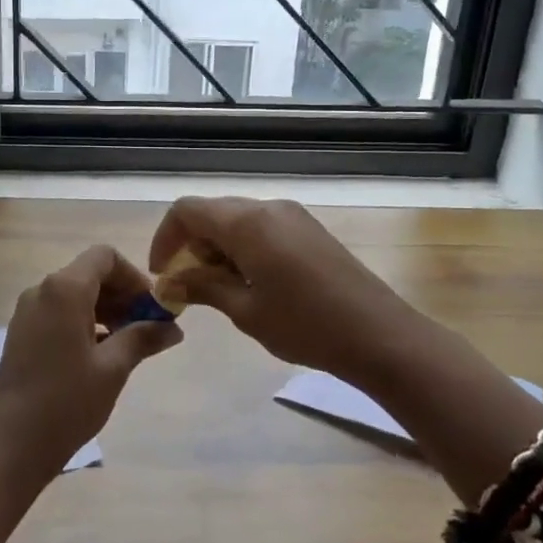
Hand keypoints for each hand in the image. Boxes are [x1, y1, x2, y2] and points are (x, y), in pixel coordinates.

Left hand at [0, 244, 183, 474]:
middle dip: (122, 295)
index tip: (153, 308)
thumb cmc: (66, 402)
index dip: (134, 276)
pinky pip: (59, 312)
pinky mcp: (21, 333)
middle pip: (90, 274)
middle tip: (147, 329)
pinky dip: (84, 321)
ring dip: (105, 310)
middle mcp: (41, 290)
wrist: (11, 446)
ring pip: (75, 294)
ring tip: (127, 344)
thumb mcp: (113, 368)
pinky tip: (100, 354)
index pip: (105, 257)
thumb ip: (143, 338)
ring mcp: (27, 312)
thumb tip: (173, 327)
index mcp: (64, 289)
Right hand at [148, 197, 418, 384]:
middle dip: (190, 244)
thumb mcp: (245, 310)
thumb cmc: (305, 325)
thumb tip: (170, 282)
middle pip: (212, 212)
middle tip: (187, 286)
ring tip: (218, 289)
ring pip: (237, 219)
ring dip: (217, 247)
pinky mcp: (309, 229)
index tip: (162, 275)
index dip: (165, 238)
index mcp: (247, 222)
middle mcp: (268, 207)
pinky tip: (250, 282)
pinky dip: (242, 247)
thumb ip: (203, 287)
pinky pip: (262, 227)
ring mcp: (293, 216)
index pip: (187, 210)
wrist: (380, 335)